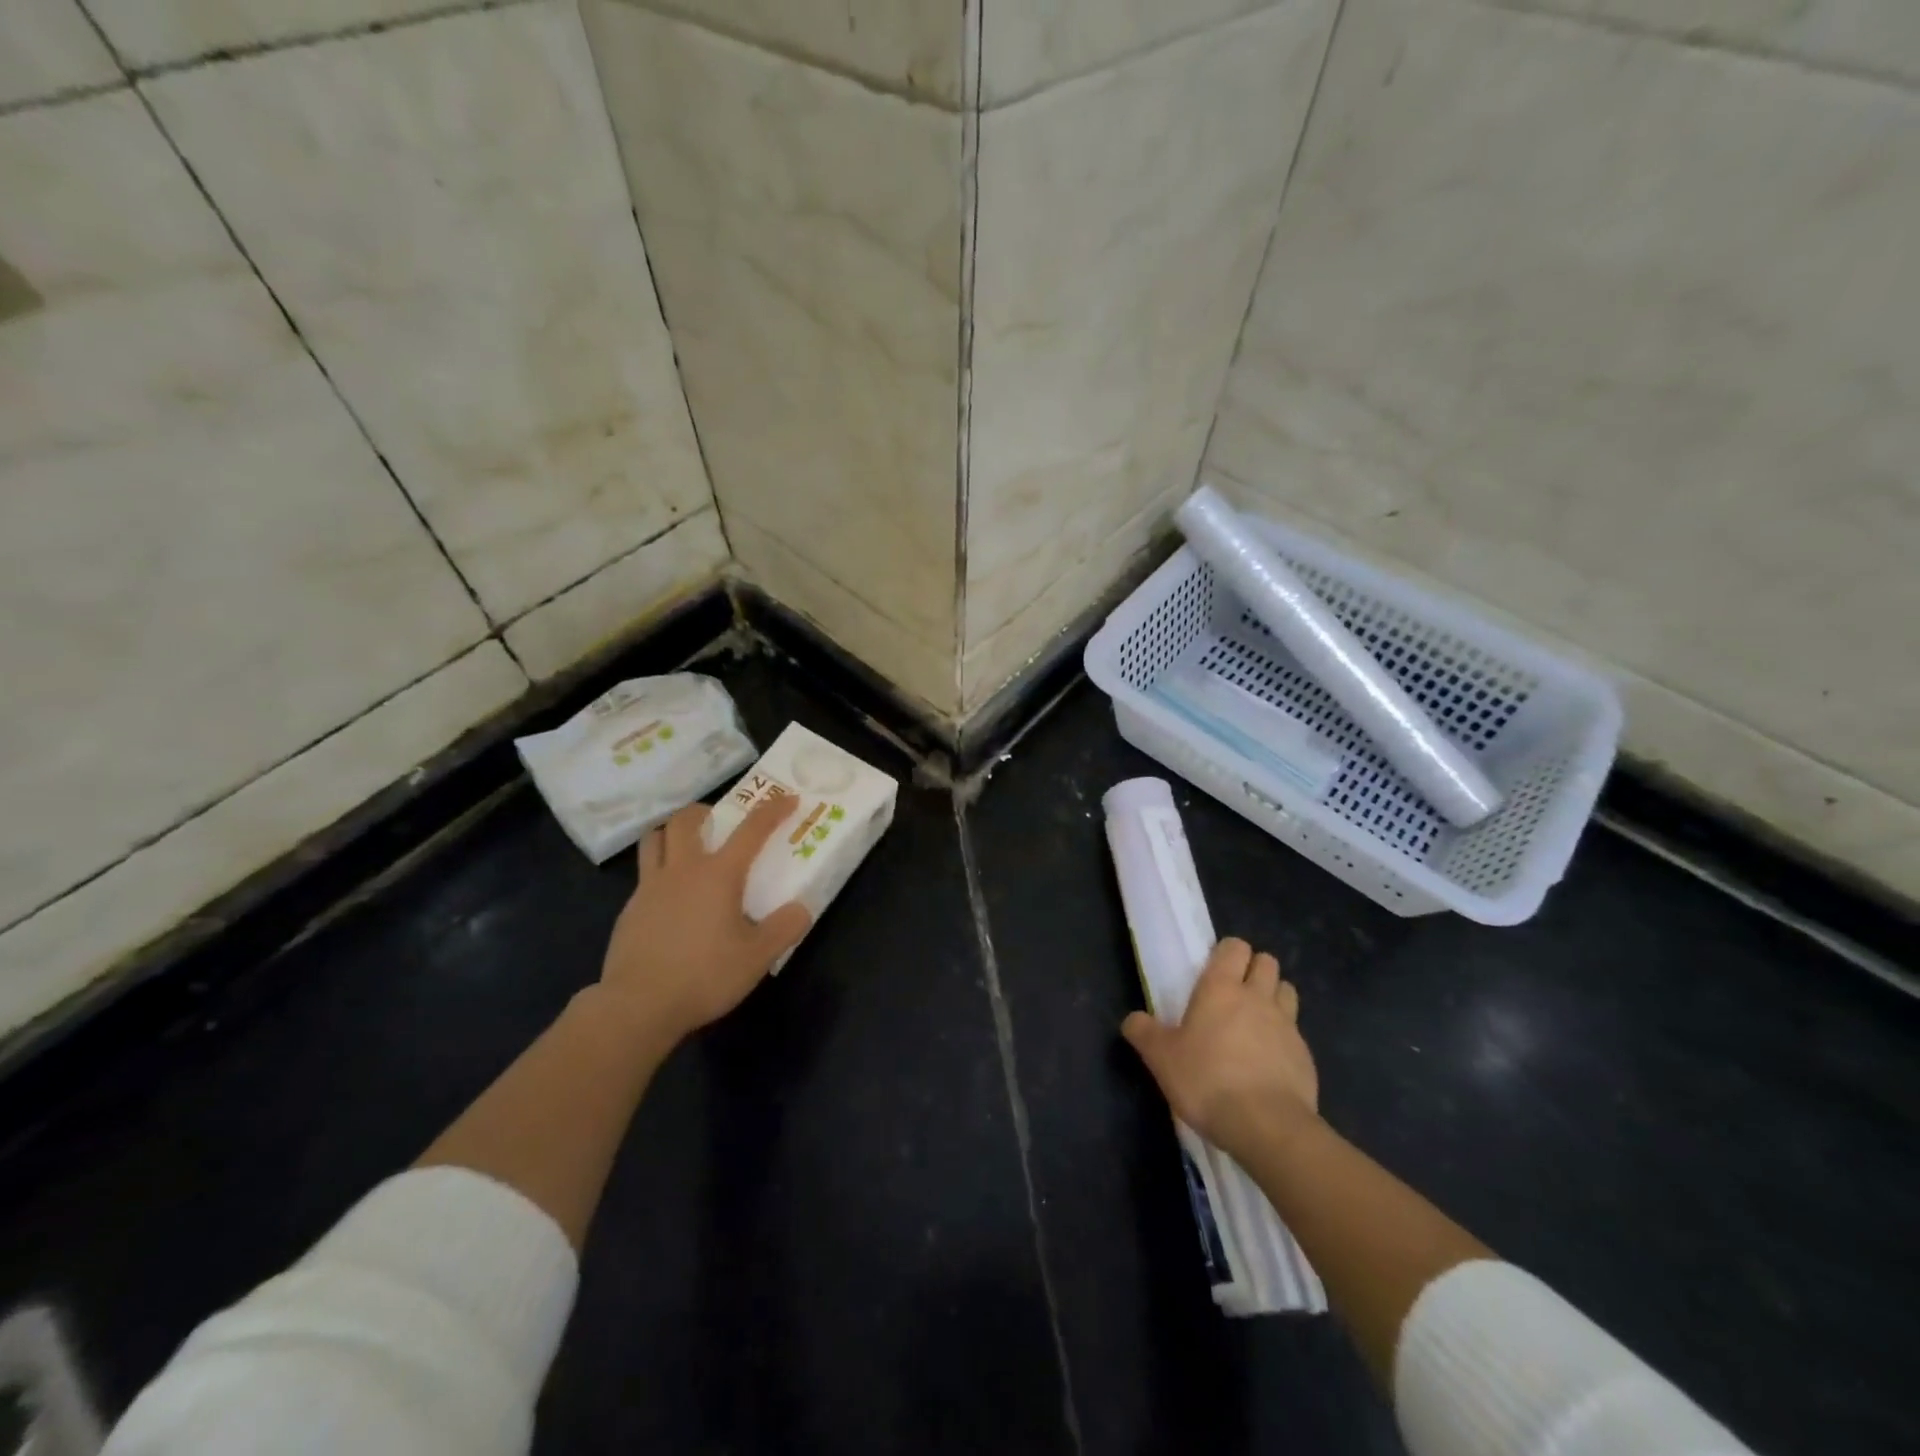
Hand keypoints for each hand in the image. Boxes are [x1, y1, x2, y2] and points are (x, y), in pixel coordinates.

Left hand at [596, 796, 811, 1047]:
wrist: (637, 1006)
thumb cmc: (704, 976)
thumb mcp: (757, 957)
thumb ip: (784, 928)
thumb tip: (801, 908)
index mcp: (718, 874)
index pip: (751, 830)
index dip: (773, 810)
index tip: (788, 798)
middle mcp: (682, 870)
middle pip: (686, 820)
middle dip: (706, 811)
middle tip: (719, 820)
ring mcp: (650, 888)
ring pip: (655, 839)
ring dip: (672, 832)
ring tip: (687, 845)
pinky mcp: (630, 910)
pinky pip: (644, 874)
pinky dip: (660, 870)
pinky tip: (671, 899)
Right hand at [1122, 937, 1318, 1158]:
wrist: (1267, 1126)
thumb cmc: (1207, 1080)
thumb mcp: (1161, 1058)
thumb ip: (1144, 1033)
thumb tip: (1133, 1020)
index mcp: (1221, 988)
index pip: (1234, 947)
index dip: (1226, 953)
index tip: (1213, 971)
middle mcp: (1258, 997)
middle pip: (1266, 962)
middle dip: (1253, 969)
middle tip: (1234, 993)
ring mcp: (1287, 1025)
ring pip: (1286, 990)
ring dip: (1274, 996)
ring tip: (1256, 1020)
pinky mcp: (1306, 1055)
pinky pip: (1296, 1031)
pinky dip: (1284, 1036)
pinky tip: (1270, 1060)